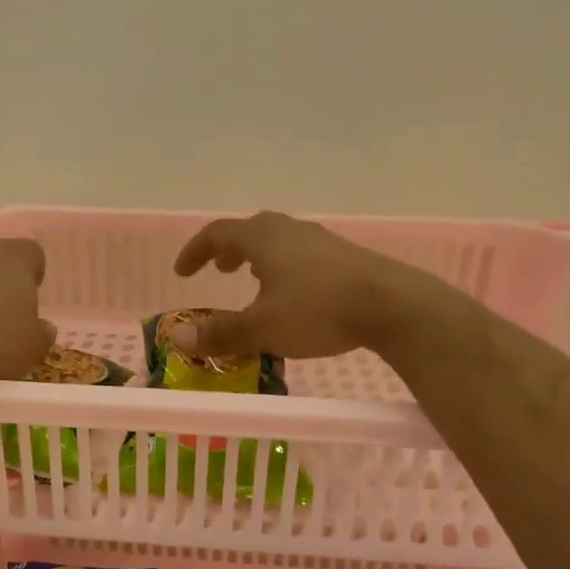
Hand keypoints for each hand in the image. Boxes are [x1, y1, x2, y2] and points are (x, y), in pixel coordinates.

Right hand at [171, 211, 426, 359]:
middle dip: (229, 250)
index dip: (195, 251)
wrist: (392, 306)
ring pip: (279, 241)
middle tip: (219, 270)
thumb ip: (219, 334)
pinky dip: (283, 267)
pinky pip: (301, 253)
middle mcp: (290, 230)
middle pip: (251, 231)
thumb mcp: (261, 328)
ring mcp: (320, 241)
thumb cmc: (317, 311)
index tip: (182, 272)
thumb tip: (177, 338)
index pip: (218, 233)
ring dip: (258, 258)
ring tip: (253, 280)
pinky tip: (293, 293)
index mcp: (263, 238)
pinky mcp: (344, 257)